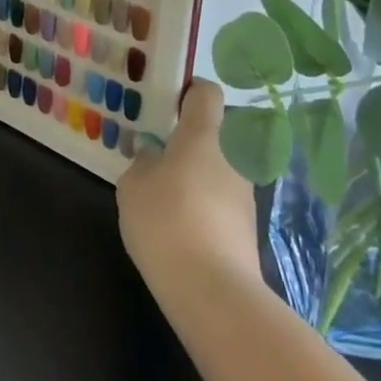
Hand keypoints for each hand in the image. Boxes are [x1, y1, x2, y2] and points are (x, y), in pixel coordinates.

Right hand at [117, 80, 263, 295]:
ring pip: (218, 167)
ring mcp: (244, 193)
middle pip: (215, 132)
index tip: (165, 101)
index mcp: (204, 135)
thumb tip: (154, 154)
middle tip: (157, 149)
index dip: (188, 90)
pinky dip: (203, 201)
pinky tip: (178, 221)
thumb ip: (143, 160)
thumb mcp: (134, 184)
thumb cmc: (165, 219)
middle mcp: (232, 157)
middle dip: (189, 137)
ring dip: (196, 171)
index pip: (207, 92)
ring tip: (163, 189)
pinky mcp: (246, 226)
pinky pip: (221, 198)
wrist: (212, 289)